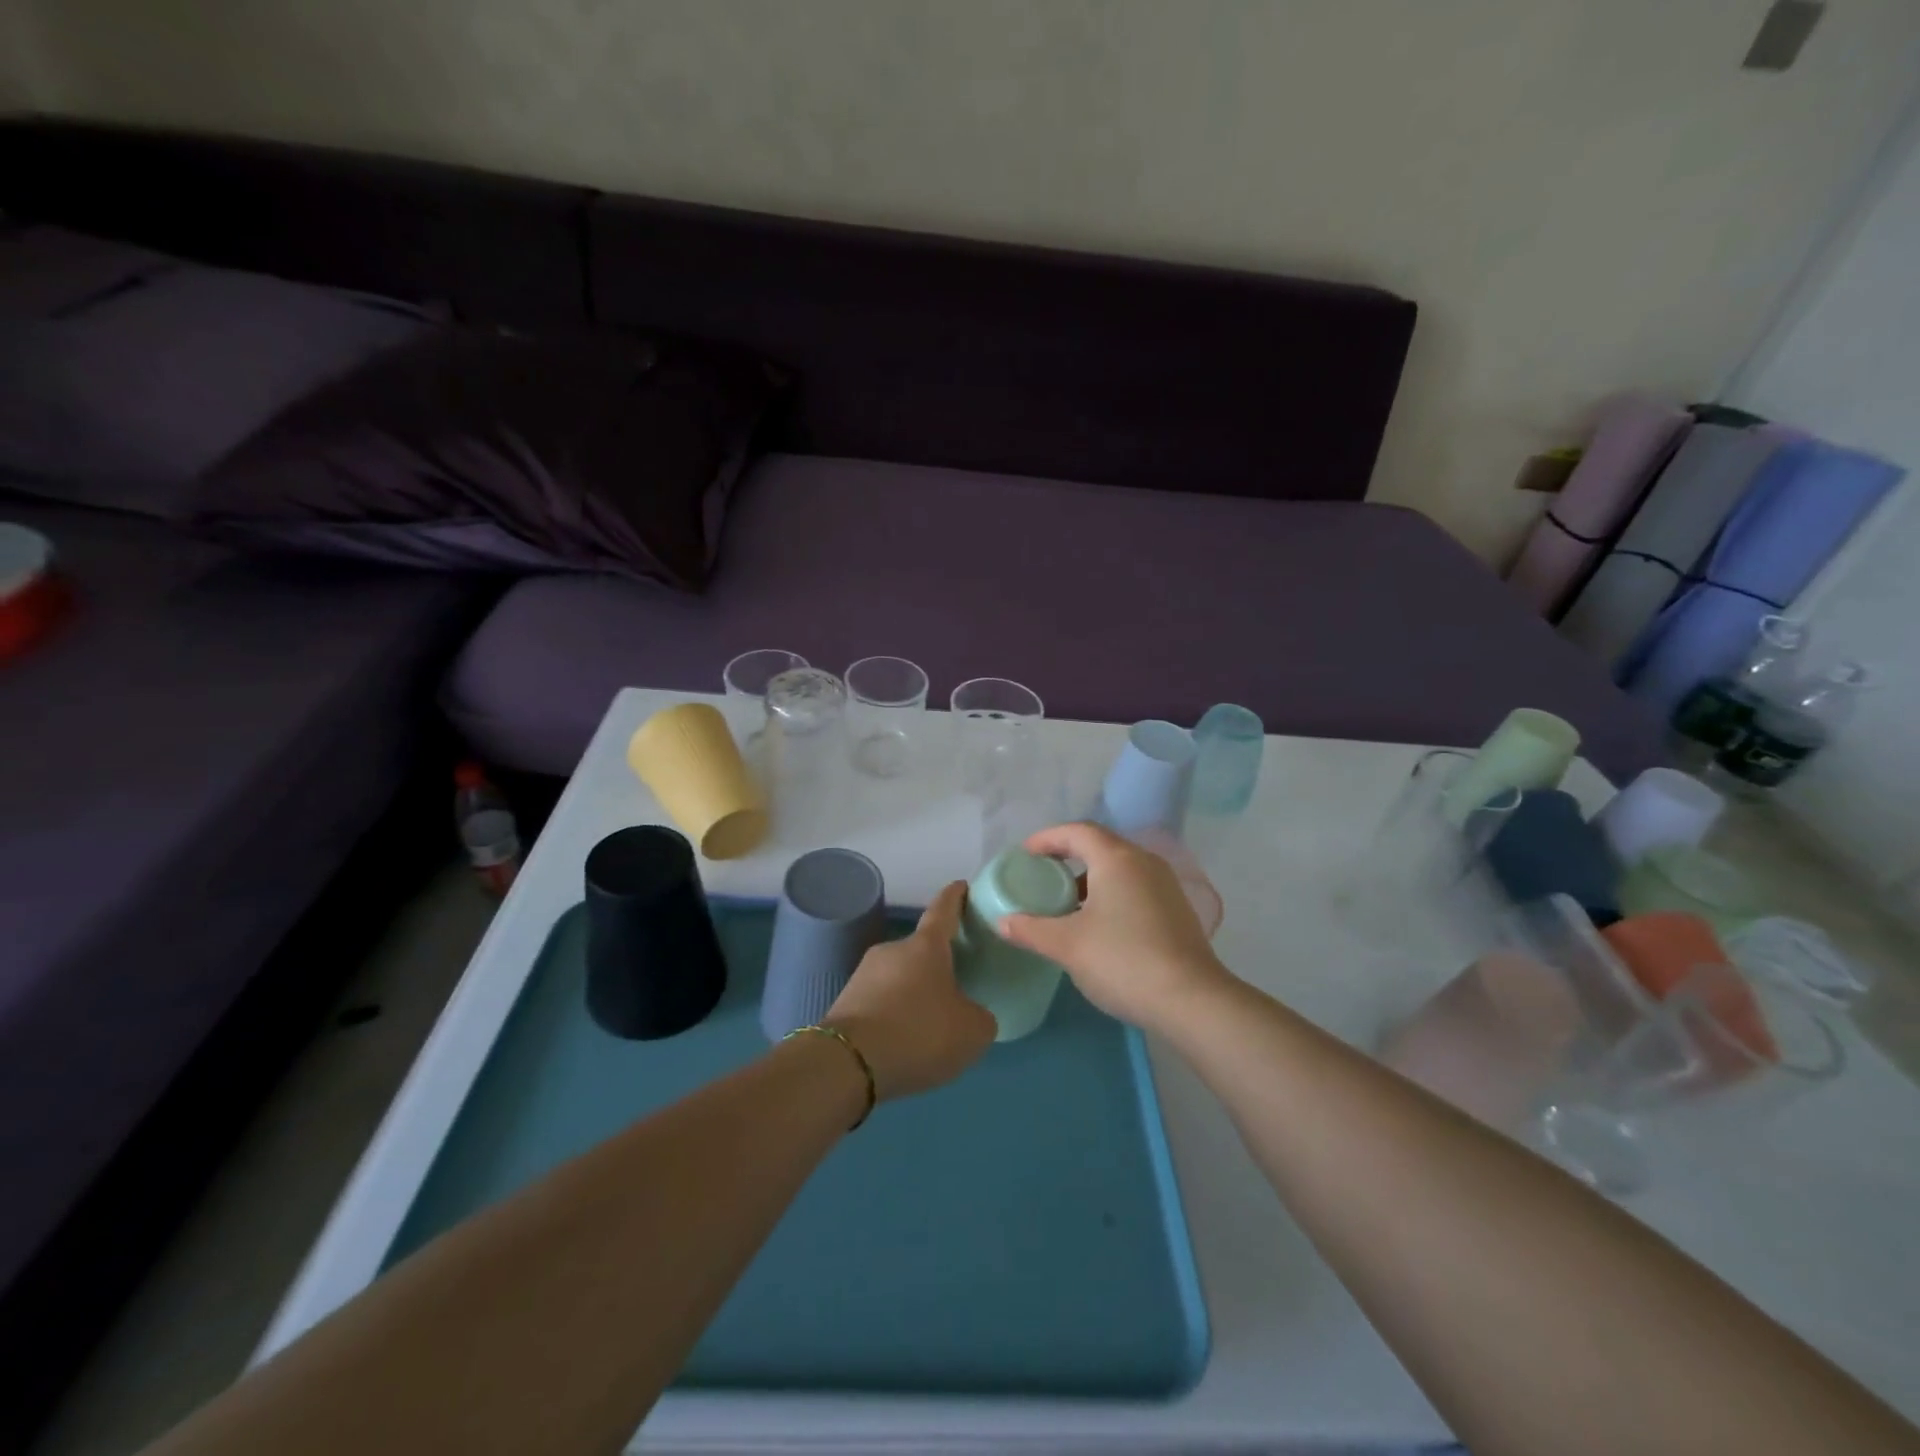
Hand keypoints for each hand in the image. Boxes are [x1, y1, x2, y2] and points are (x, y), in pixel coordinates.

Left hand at [826, 881, 995, 1101]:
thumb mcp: (971, 1031)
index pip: (943, 909)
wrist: (847, 1064)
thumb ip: (979, 1017)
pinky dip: (894, 1016)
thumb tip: (971, 1014)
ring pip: (899, 978)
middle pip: (920, 950)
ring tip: (930, 1025)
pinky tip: (903, 1042)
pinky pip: (880, 1002)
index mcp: (926, 946)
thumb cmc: (919, 1032)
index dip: (955, 897)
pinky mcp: (845, 1002)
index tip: (961, 885)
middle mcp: (892, 950)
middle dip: (937, 964)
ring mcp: (864, 974)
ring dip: (914, 994)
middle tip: (956, 984)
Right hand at [999, 822, 1231, 1031]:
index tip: (1024, 854)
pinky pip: (1135, 886)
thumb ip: (1031, 929)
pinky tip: (1099, 924)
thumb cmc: (1123, 961)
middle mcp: (1143, 861)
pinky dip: (1110, 892)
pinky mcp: (1177, 909)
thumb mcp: (1067, 945)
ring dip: (1090, 877)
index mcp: (1116, 859)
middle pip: (1099, 845)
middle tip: (1041, 874)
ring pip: (1119, 867)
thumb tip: (1003, 922)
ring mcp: (1165, 884)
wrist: (1192, 1000)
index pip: (1076, 831)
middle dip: (1067, 855)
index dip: (1047, 838)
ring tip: (1066, 902)